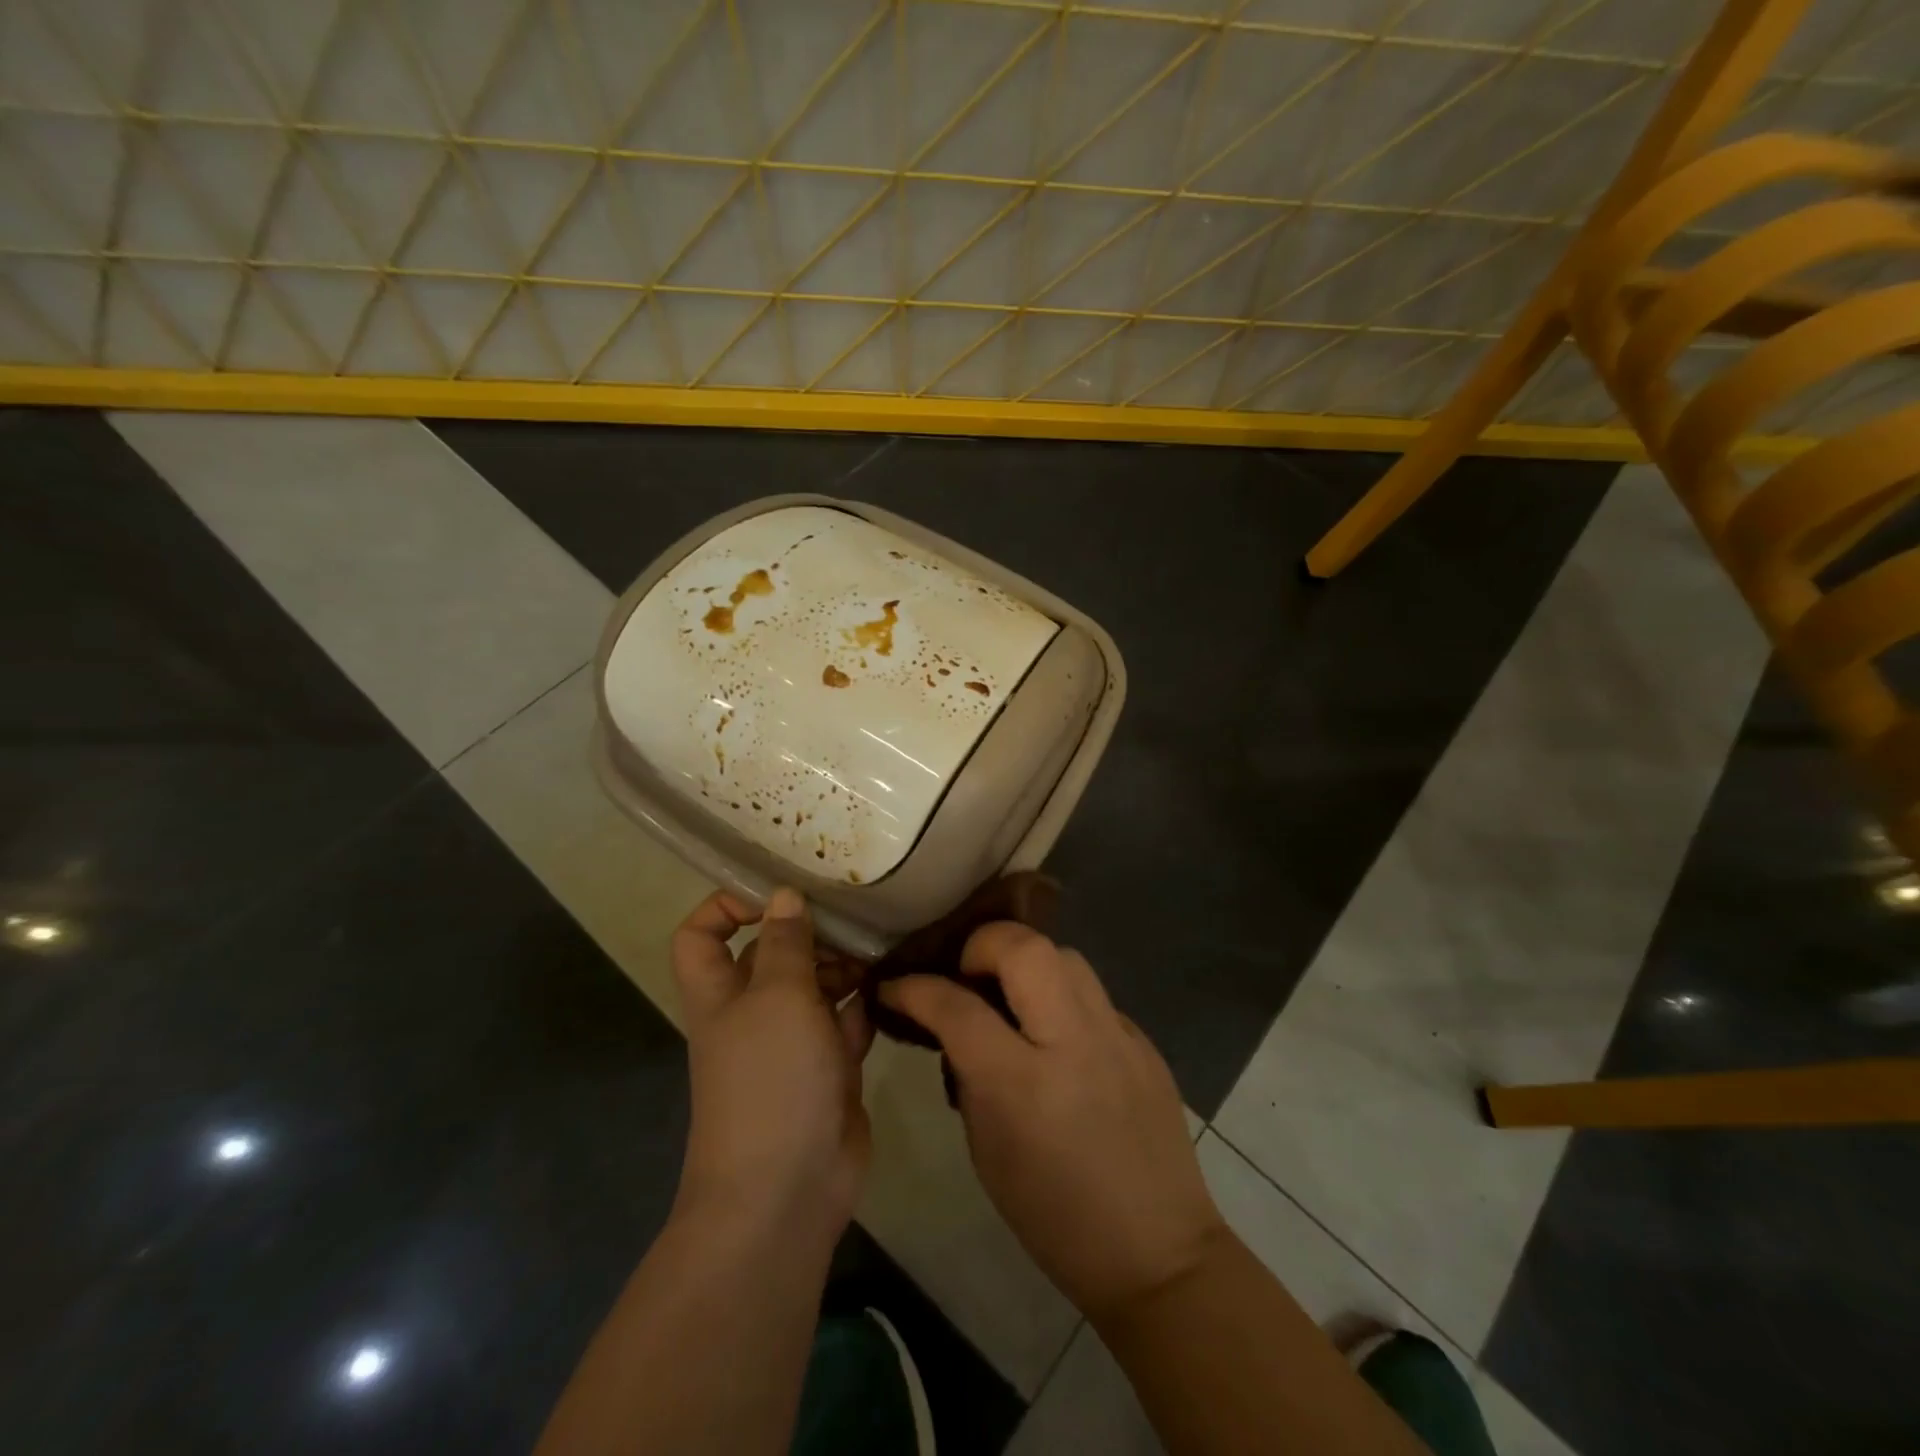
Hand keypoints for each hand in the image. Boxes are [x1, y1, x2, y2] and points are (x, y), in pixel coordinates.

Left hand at [670, 888, 872, 1245]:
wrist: (787, 1188)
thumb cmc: (771, 1078)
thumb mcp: (778, 995)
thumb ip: (785, 943)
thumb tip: (783, 895)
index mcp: (721, 993)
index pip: (701, 934)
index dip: (728, 905)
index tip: (777, 894)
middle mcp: (751, 1012)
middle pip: (772, 955)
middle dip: (809, 935)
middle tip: (853, 921)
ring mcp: (791, 1043)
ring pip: (814, 987)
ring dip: (843, 969)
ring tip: (878, 954)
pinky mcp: (827, 1069)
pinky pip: (843, 1024)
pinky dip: (860, 1010)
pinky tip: (884, 998)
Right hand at [879, 927, 1224, 1322]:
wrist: (1157, 1252)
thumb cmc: (1054, 1216)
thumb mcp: (987, 1150)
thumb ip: (969, 1073)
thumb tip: (954, 1024)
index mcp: (1023, 1084)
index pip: (956, 1007)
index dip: (914, 988)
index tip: (894, 987)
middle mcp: (1074, 1042)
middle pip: (1024, 947)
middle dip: (982, 944)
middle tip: (966, 975)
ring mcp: (1117, 1035)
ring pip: (1065, 955)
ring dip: (1027, 963)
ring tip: (1012, 998)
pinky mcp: (1144, 1040)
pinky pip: (1093, 994)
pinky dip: (1063, 998)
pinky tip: (1057, 1035)